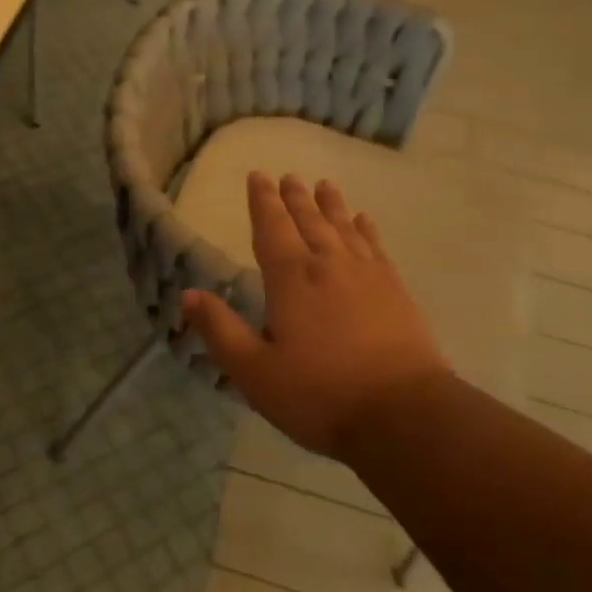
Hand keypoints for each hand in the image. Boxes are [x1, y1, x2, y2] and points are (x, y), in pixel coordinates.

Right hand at [183, 172, 448, 460]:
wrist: (403, 414)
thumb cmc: (320, 395)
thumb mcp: (255, 372)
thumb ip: (220, 330)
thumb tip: (187, 294)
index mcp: (290, 278)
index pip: (271, 227)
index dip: (262, 201)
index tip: (258, 176)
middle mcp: (327, 264)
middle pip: (308, 220)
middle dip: (294, 197)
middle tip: (288, 176)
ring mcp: (366, 274)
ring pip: (343, 227)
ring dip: (330, 204)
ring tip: (324, 185)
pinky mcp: (395, 289)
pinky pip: (375, 246)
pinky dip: (366, 229)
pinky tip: (364, 221)